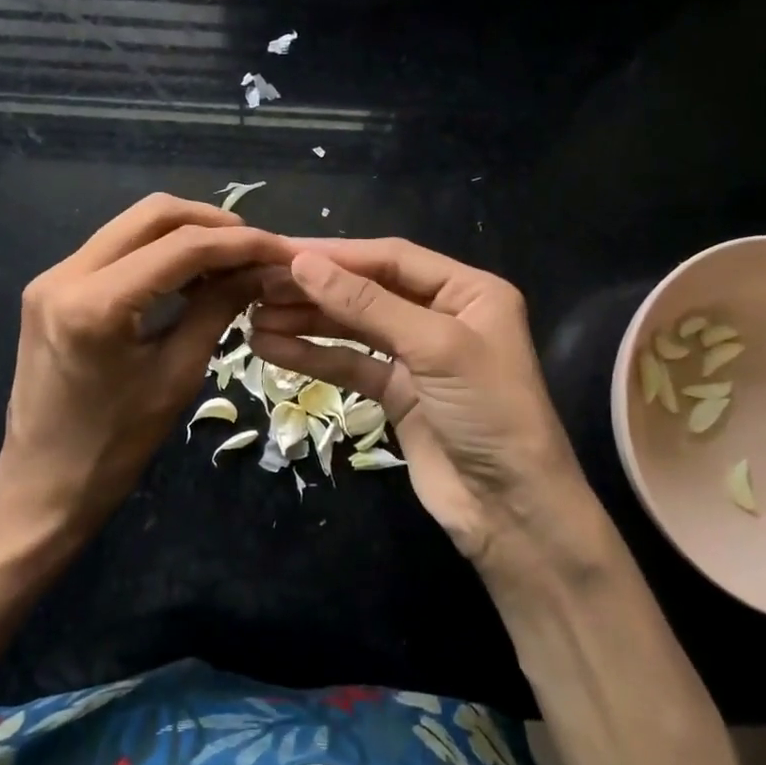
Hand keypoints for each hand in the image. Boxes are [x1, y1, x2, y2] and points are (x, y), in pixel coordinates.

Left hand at [0, 194, 293, 550]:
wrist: (41, 484)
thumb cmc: (114, 446)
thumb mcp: (177, 376)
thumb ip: (217, 310)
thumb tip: (260, 269)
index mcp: (95, 305)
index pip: (182, 247)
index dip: (240, 243)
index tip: (281, 250)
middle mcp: (65, 274)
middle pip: (153, 214)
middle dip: (213, 224)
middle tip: (256, 249)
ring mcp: (53, 276)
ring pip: (133, 225)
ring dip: (186, 233)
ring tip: (230, 260)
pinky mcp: (52, 286)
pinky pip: (116, 248)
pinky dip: (158, 251)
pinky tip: (190, 273)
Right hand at [249, 238, 594, 565]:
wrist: (512, 511)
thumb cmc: (489, 412)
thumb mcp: (434, 347)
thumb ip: (366, 303)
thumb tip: (302, 264)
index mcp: (468, 290)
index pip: (391, 258)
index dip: (336, 254)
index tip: (282, 253)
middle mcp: (442, 314)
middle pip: (368, 289)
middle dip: (315, 288)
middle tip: (258, 284)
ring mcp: (417, 355)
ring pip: (353, 327)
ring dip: (306, 321)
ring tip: (253, 316)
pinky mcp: (398, 393)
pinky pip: (350, 363)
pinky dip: (313, 356)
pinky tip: (270, 348)